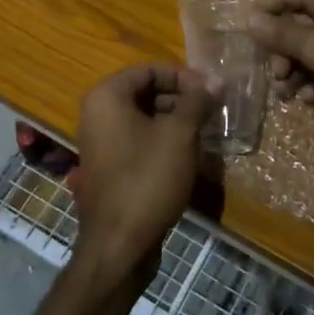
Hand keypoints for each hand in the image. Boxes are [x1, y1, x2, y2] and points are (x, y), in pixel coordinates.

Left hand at [71, 64, 216, 281]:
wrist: (119, 245)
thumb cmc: (148, 179)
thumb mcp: (180, 135)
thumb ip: (197, 101)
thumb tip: (216, 79)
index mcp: (107, 97)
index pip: (149, 69)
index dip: (183, 77)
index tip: (210, 91)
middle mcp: (97, 114)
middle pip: (145, 92)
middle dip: (181, 99)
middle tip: (211, 111)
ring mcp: (101, 142)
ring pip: (144, 118)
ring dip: (175, 121)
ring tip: (205, 132)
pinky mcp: (109, 167)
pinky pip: (138, 140)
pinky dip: (162, 141)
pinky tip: (188, 155)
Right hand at [245, 0, 313, 117]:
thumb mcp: (313, 46)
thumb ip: (279, 34)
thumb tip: (249, 19)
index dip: (261, 16)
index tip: (253, 44)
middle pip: (290, 22)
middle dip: (280, 53)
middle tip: (277, 78)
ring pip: (307, 45)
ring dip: (295, 70)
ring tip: (291, 96)